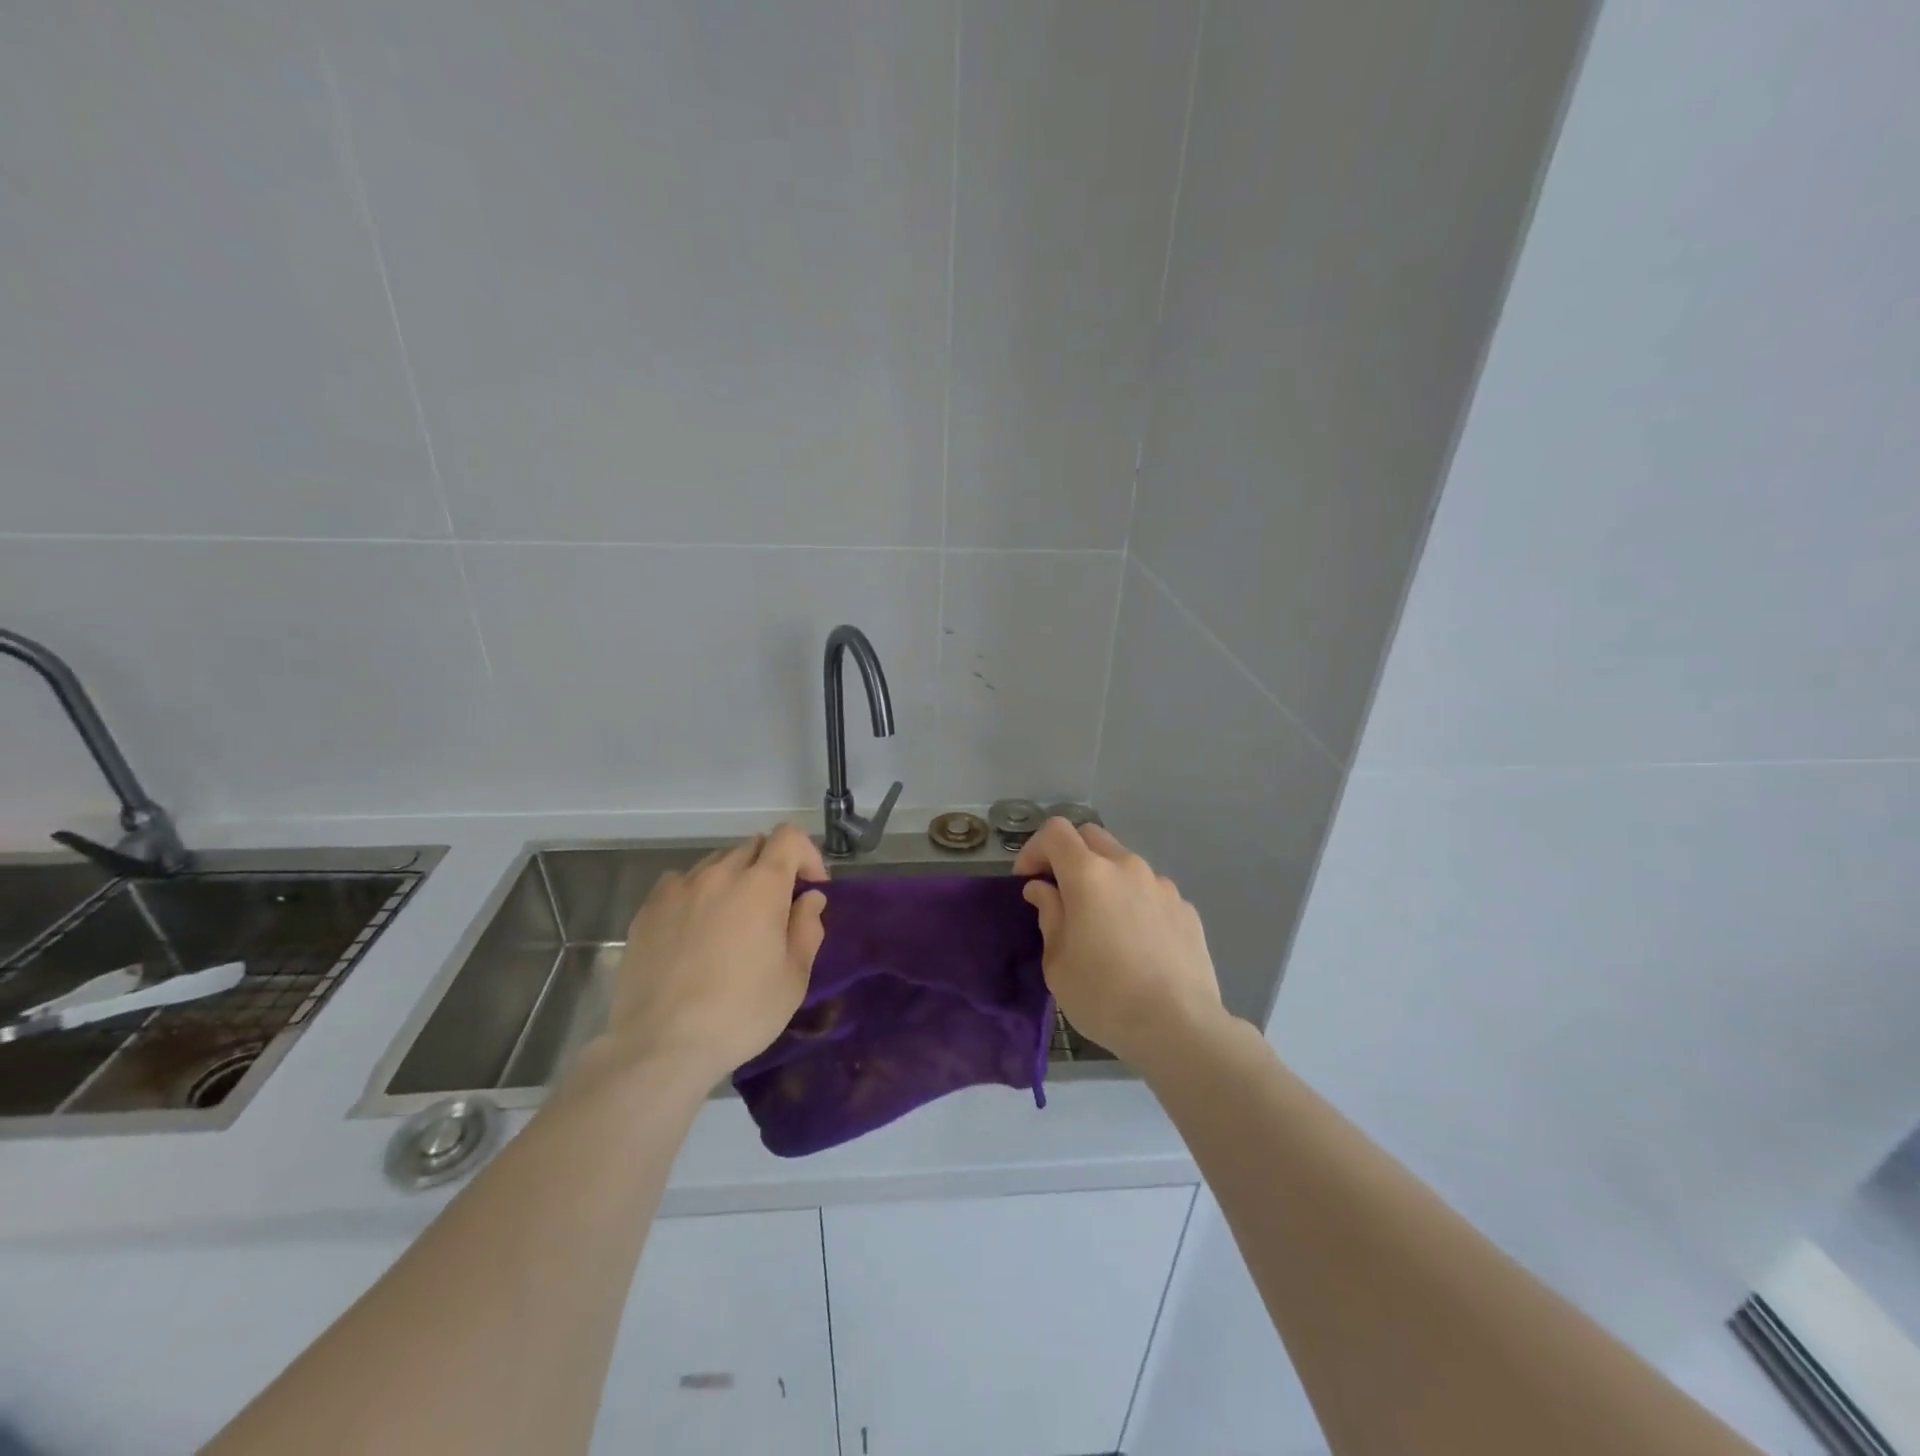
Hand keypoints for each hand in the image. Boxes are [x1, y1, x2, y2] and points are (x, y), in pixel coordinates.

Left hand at [602, 824, 828, 1085]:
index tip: (809, 891)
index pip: (789, 837)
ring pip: (716, 863)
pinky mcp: (648, 908)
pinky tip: (694, 931)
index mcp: (761, 885)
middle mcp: (720, 874)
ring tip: (731, 922)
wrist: (660, 1045)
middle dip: (772, 869)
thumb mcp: (793, 978)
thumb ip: (807, 928)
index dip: (807, 856)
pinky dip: (697, 894)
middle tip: (774, 911)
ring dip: (734, 880)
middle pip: (754, 847)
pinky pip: (681, 883)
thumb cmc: (740, 1013)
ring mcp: (679, 888)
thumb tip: (809, 898)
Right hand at [1013, 819, 1226, 1067]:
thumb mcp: (1057, 962)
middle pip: (1091, 837)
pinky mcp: (1186, 908)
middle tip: (1060, 892)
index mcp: (1089, 874)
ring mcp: (1162, 885)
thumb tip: (1043, 889)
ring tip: (1102, 922)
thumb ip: (1049, 914)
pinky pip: (1151, 892)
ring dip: (1105, 879)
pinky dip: (1134, 903)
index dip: (1034, 849)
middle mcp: (1127, 867)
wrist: (1179, 1027)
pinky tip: (1136, 942)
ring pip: (1124, 864)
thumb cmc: (1104, 996)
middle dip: (1069, 855)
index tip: (1027, 880)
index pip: (1055, 832)